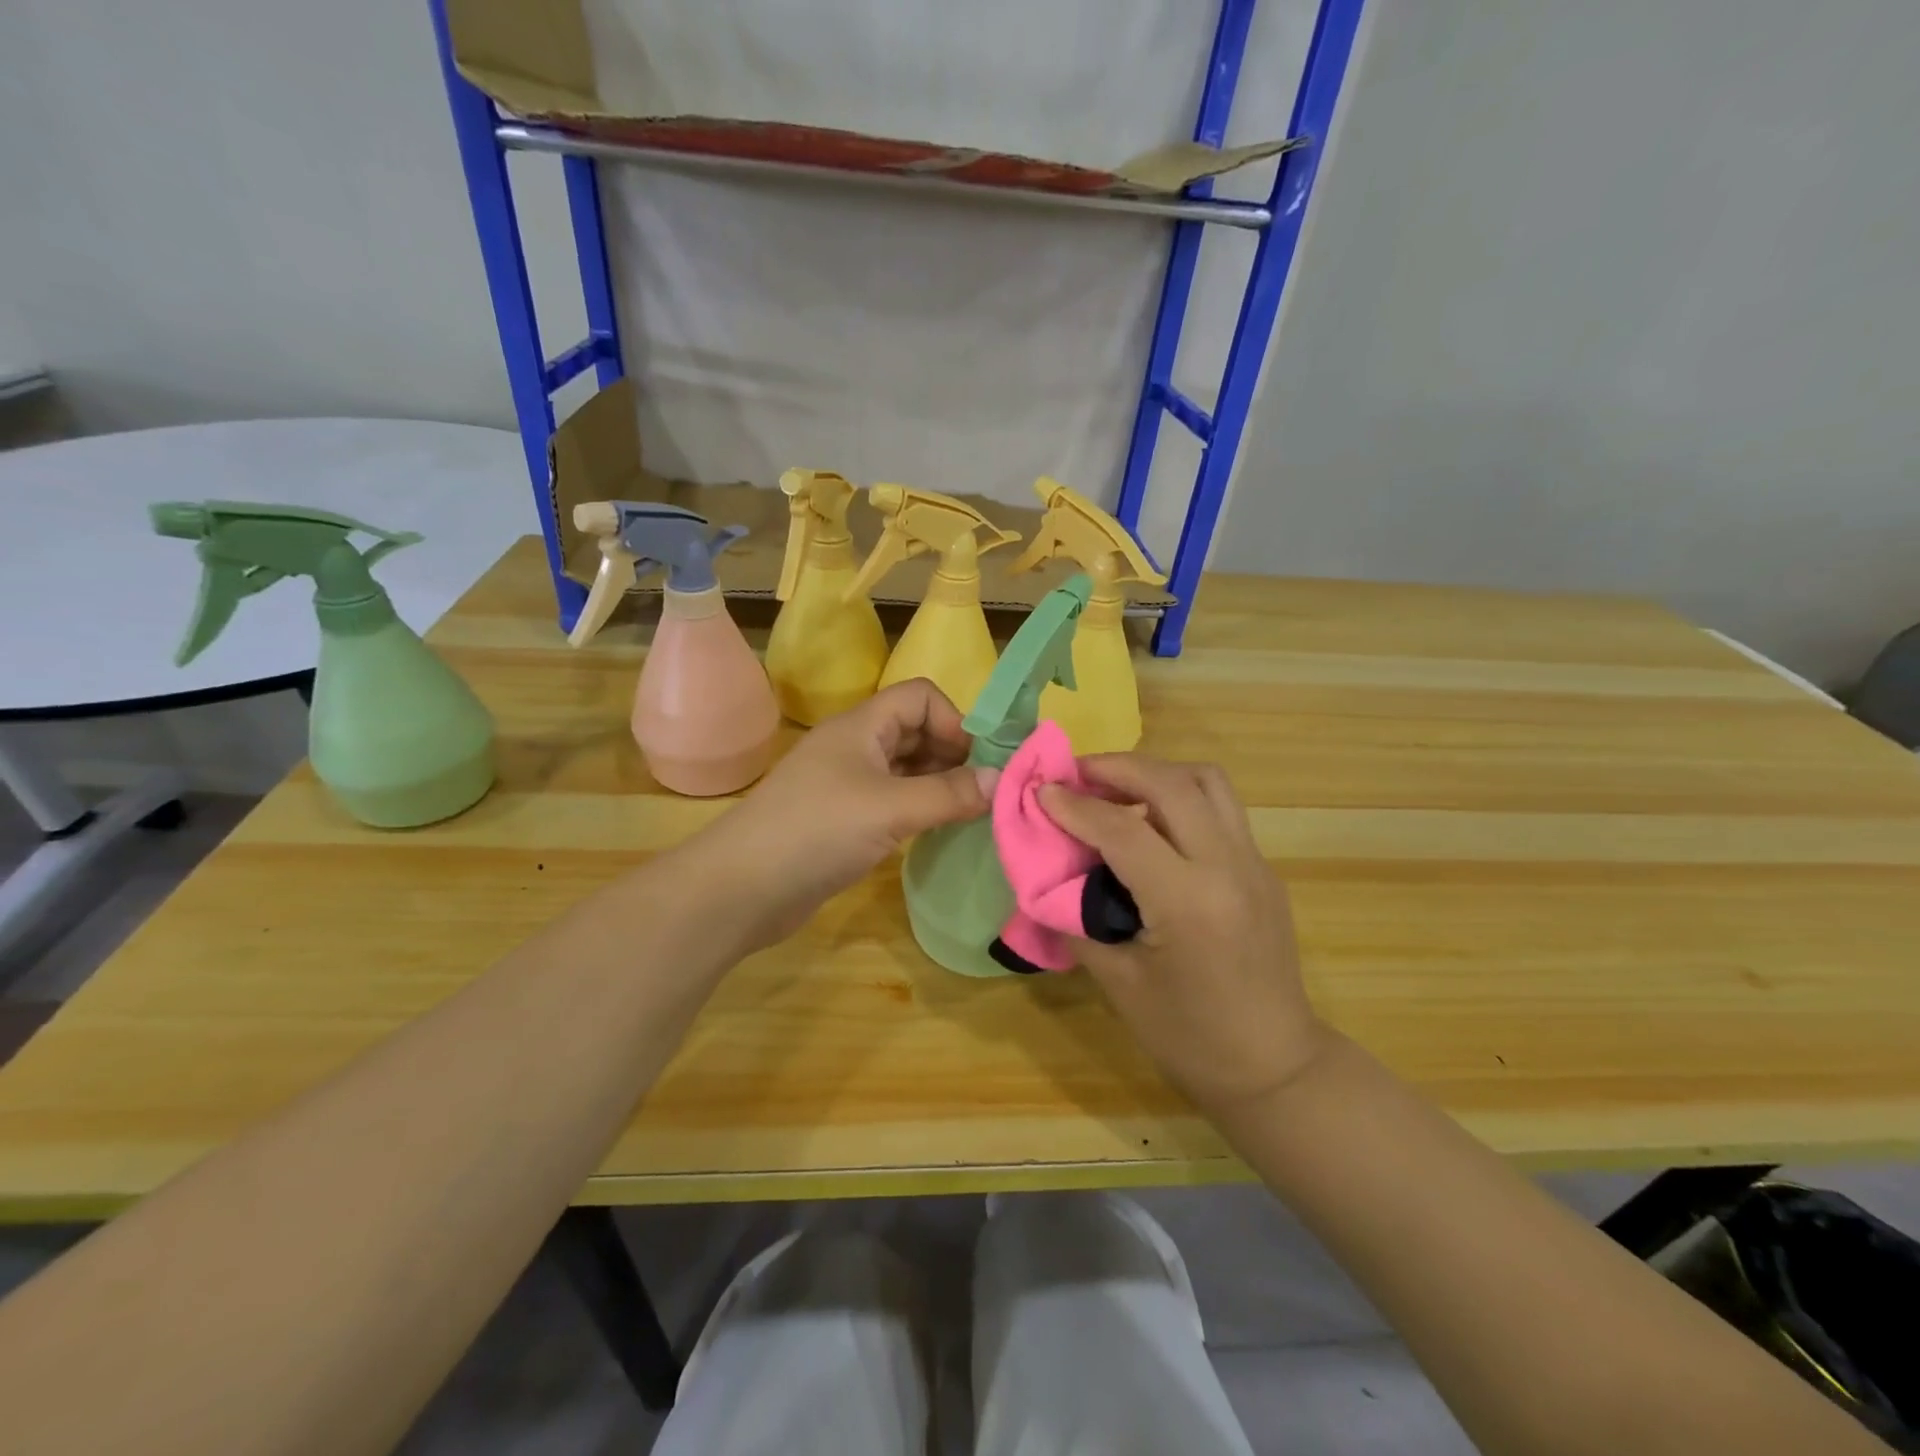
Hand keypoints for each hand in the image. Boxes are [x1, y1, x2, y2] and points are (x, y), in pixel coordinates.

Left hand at [688, 680, 996, 951]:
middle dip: (952, 755)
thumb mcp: (890, 808)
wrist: (742, 888)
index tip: (977, 764)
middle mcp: (855, 747)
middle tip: (982, 793)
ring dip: (938, 784)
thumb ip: (949, 794)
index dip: (953, 721)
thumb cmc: (817, 832)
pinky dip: (919, 809)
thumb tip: (1001, 780)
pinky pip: (893, 800)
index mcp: (861, 726)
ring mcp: (847, 784)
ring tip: (969, 814)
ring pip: (906, 768)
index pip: (920, 697)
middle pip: (916, 731)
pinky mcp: (843, 819)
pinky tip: (936, 831)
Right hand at [1038, 755, 1326, 1115]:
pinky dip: (1178, 797)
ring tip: (1114, 790)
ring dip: (1155, 774)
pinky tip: (1149, 826)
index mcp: (1189, 902)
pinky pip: (1219, 808)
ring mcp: (1254, 863)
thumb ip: (1078, 920)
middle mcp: (1228, 867)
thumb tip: (1048, 879)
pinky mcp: (1263, 869)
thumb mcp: (1119, 983)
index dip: (1074, 806)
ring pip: (1206, 781)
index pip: (1122, 829)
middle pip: (1171, 783)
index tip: (1040, 791)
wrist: (1275, 1067)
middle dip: (1116, 767)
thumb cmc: (1189, 1037)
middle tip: (1076, 774)